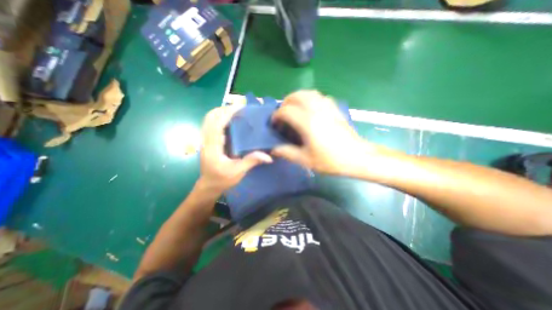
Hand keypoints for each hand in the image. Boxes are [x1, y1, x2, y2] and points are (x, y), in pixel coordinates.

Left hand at [201, 106, 272, 193]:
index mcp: (213, 147)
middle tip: (240, 109)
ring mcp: (205, 140)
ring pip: (209, 119)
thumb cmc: (222, 180)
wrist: (209, 186)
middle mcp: (206, 140)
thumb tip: (268, 156)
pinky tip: (232, 122)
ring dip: (222, 112)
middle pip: (210, 117)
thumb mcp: (238, 172)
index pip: (216, 123)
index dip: (227, 113)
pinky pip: (211, 124)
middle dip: (224, 109)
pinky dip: (220, 118)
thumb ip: (251, 161)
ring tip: (237, 112)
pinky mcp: (208, 141)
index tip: (240, 107)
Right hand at [274, 90, 384, 174]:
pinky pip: (319, 96)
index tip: (275, 124)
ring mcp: (327, 107)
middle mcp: (316, 109)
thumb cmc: (331, 160)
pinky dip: (310, 98)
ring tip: (294, 109)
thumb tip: (273, 149)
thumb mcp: (305, 160)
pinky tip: (309, 109)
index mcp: (307, 122)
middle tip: (282, 115)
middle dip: (285, 103)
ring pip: (308, 92)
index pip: (286, 111)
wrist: (357, 157)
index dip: (277, 116)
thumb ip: (287, 152)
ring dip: (297, 98)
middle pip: (296, 95)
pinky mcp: (335, 108)